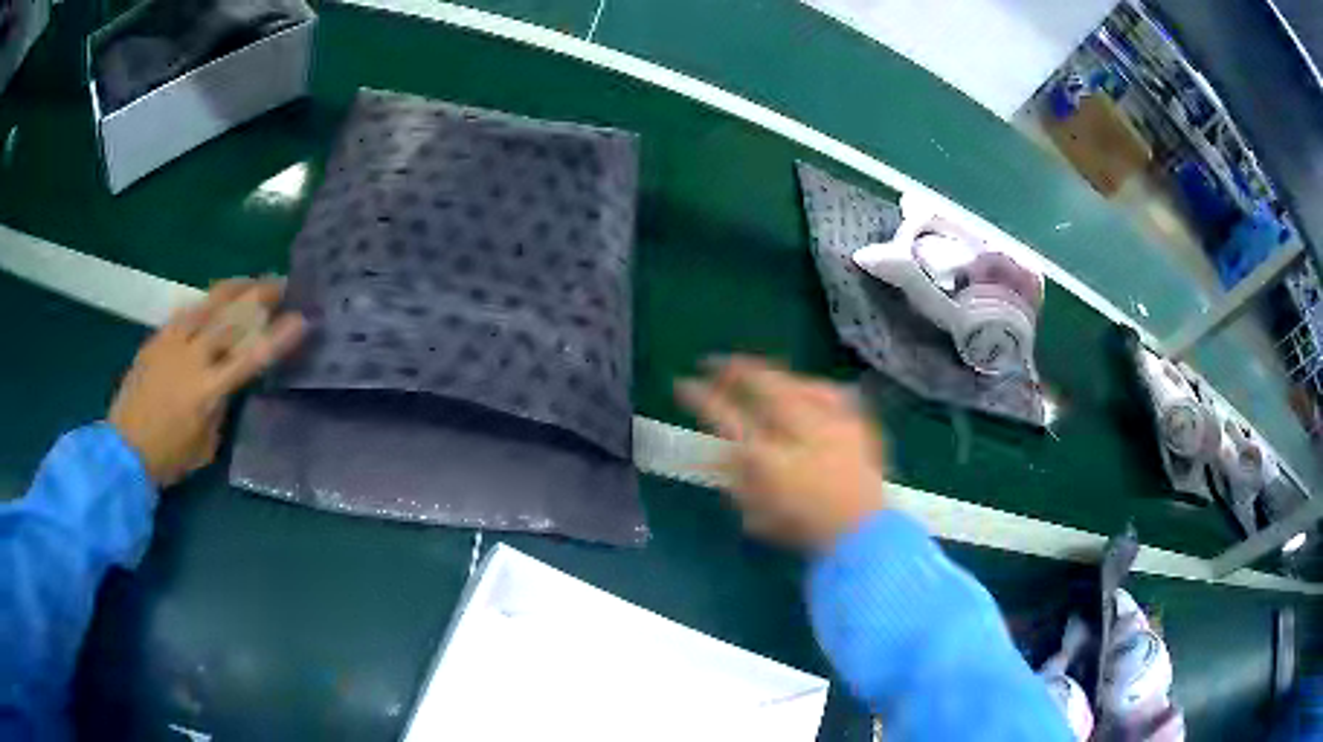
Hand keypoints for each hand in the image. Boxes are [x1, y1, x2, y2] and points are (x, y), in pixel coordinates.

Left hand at [108, 278, 306, 487]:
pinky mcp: (157, 338)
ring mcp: (171, 343)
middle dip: (259, 297)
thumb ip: (221, 409)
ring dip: (233, 289)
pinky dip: (205, 303)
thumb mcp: (206, 446)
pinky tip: (212, 301)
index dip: (277, 338)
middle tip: (281, 283)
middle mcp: (191, 358)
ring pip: (207, 304)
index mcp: (207, 391)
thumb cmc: (169, 457)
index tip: (301, 319)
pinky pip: (186, 312)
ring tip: (250, 281)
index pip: (250, 357)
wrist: (124, 448)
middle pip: (230, 317)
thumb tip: (229, 384)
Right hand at [677, 356, 886, 549]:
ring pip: (795, 381)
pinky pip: (828, 391)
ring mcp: (832, 420)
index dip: (699, 396)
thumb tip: (718, 452)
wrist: (862, 534)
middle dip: (733, 369)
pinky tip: (804, 389)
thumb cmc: (803, 528)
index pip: (724, 414)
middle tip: (714, 364)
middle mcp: (800, 429)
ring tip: (756, 373)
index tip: (682, 384)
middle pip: (762, 384)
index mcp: (768, 456)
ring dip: (771, 374)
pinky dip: (809, 386)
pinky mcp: (857, 421)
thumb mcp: (755, 512)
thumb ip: (734, 478)